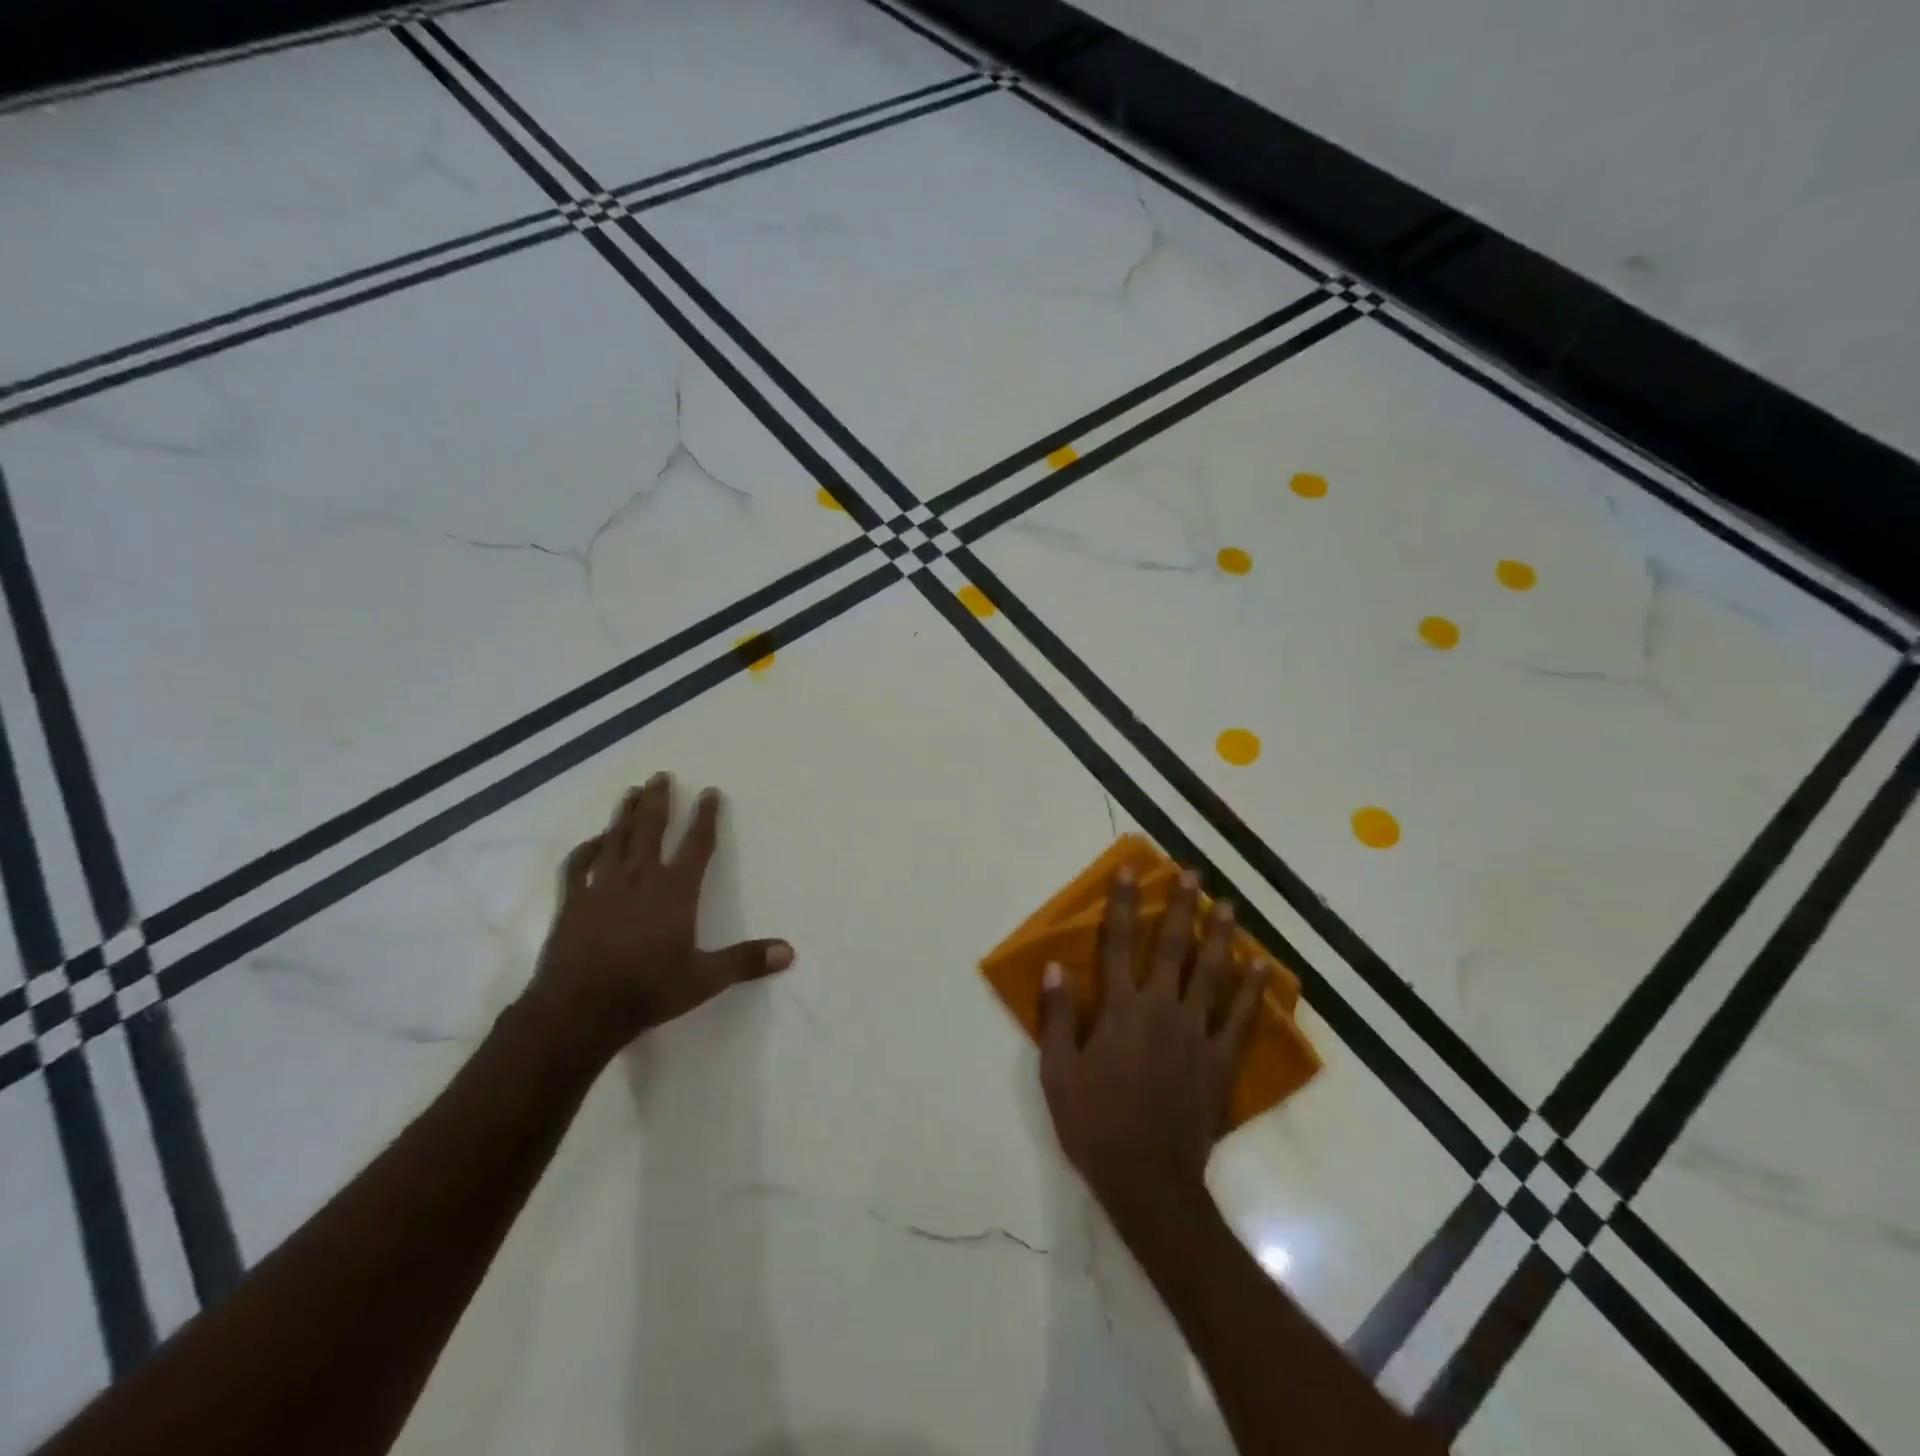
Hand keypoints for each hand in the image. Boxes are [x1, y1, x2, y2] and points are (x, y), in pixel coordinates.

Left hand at [528, 774, 792, 1061]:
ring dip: (624, 813)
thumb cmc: (648, 990)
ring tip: (631, 791)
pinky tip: (593, 840)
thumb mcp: (705, 979)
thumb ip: (746, 961)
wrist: (580, 1010)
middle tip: (661, 776)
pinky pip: (578, 865)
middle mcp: (639, 878)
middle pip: (650, 829)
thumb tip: (789, 952)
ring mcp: (601, 886)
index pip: (696, 844)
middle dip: (658, 801)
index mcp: (675, 891)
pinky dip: (587, 848)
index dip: (705, 817)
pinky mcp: (572, 902)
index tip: (710, 792)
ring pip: (615, 838)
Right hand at [1038, 868, 1268, 1221]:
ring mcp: (1197, 1033)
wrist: (1148, 1181)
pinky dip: (1252, 990)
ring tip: (1229, 906)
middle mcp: (1161, 1009)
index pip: (1117, 944)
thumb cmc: (1095, 1123)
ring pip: (1212, 973)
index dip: (1121, 905)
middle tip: (1193, 874)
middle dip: (1181, 907)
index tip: (1130, 872)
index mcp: (1120, 1009)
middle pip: (1173, 947)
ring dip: (1220, 935)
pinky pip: (1241, 1018)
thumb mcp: (1058, 1072)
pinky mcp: (1221, 1061)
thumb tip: (1055, 967)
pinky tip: (1262, 967)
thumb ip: (1057, 1017)